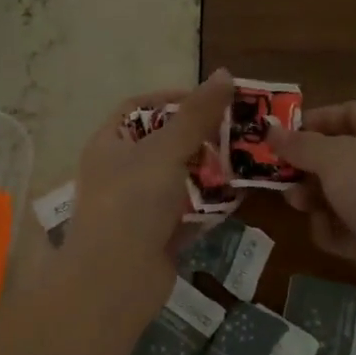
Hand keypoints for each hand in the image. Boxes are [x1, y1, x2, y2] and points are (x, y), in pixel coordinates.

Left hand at [58, 70, 233, 329]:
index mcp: (109, 144)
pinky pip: (188, 213)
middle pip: (164, 143)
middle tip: (239, 131)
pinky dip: (210, 206)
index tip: (211, 99)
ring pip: (179, 179)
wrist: (115, 281)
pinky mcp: (158, 236)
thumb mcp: (165, 150)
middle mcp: (120, 172)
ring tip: (246, 160)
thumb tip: (224, 73)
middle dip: (201, 137)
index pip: (139, 107)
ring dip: (210, 171)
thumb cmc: (132, 203)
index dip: (172, 98)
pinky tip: (238, 197)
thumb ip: (196, 114)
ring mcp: (139, 207)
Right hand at [269, 101, 355, 303]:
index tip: (281, 136)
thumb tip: (270, 130)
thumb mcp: (334, 158)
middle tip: (280, 176)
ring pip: (336, 194)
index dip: (314, 120)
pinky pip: (344, 227)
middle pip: (336, 156)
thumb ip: (299, 145)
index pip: (346, 113)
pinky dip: (332, 230)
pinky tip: (330, 235)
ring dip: (312, 199)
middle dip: (305, 166)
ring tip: (300, 206)